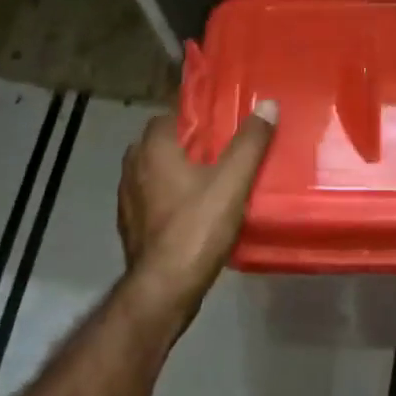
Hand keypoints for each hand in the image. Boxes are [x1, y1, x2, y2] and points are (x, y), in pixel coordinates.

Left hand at [118, 102, 276, 327]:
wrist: (163, 290)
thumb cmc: (196, 228)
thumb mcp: (232, 182)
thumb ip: (250, 143)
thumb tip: (267, 105)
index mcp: (153, 150)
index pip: (169, 115)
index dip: (194, 115)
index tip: (220, 119)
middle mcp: (133, 168)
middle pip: (161, 143)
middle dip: (187, 143)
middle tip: (221, 147)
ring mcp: (127, 200)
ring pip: (154, 172)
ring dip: (177, 170)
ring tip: (211, 177)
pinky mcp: (131, 226)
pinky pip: (152, 198)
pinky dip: (170, 196)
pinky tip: (194, 208)